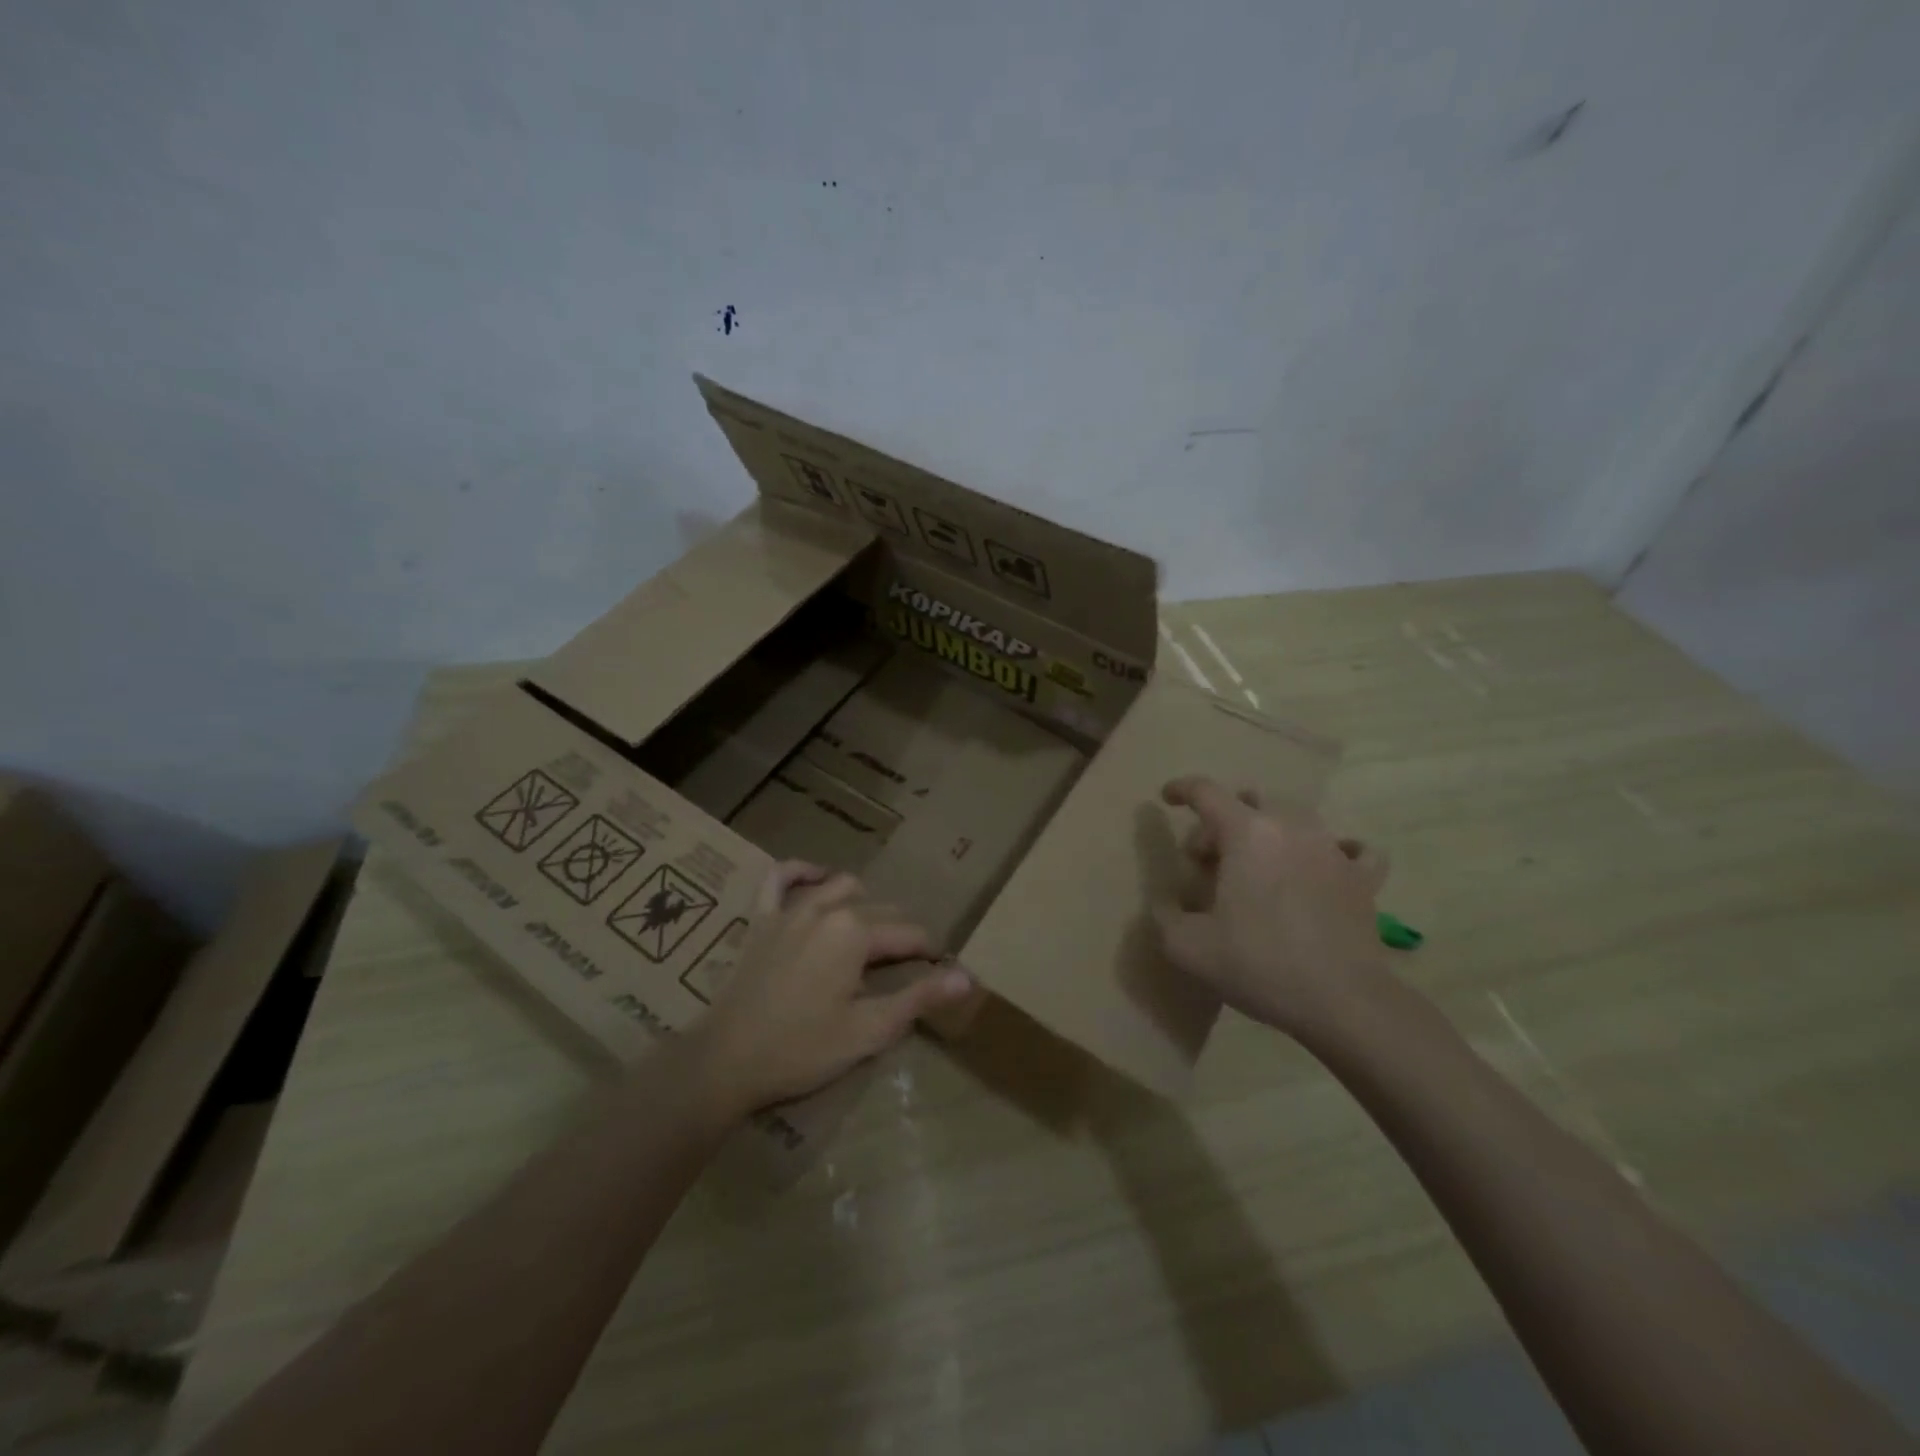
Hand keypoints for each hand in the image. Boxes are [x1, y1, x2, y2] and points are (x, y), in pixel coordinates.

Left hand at [689, 863, 975, 1116]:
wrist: (725, 1061)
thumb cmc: (801, 1050)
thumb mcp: (868, 1031)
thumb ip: (919, 998)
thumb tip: (967, 977)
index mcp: (856, 933)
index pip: (908, 934)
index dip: (929, 952)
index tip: (939, 969)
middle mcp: (827, 908)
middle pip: (879, 910)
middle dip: (900, 932)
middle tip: (907, 964)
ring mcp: (790, 909)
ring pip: (839, 887)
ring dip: (863, 902)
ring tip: (872, 928)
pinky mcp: (761, 918)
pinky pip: (780, 878)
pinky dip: (801, 872)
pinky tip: (816, 876)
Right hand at [1153, 775, 1391, 1036]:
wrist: (1343, 1001)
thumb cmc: (1259, 964)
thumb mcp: (1187, 947)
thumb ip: (1165, 916)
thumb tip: (1166, 903)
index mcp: (1246, 833)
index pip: (1206, 792)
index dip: (1181, 789)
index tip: (1167, 798)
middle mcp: (1291, 827)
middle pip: (1249, 803)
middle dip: (1222, 823)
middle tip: (1209, 861)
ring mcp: (1332, 850)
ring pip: (1295, 819)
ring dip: (1269, 833)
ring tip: (1258, 868)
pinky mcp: (1363, 878)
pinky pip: (1352, 848)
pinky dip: (1332, 851)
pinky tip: (1324, 867)